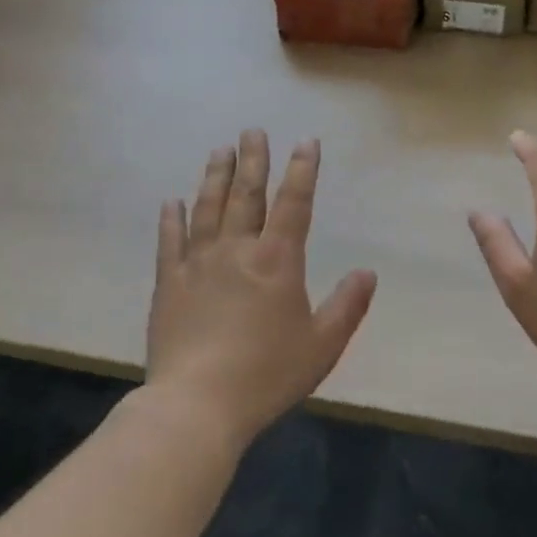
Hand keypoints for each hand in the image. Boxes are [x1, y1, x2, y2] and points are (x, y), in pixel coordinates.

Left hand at [146, 130, 376, 448]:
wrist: (197, 405)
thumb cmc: (266, 374)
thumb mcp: (322, 346)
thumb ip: (348, 306)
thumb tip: (368, 272)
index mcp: (276, 261)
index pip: (293, 203)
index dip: (302, 170)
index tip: (306, 141)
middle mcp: (237, 250)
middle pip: (246, 195)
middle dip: (253, 160)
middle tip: (252, 131)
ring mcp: (198, 263)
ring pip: (207, 208)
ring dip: (215, 176)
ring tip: (219, 150)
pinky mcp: (169, 283)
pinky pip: (170, 241)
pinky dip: (171, 219)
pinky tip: (171, 201)